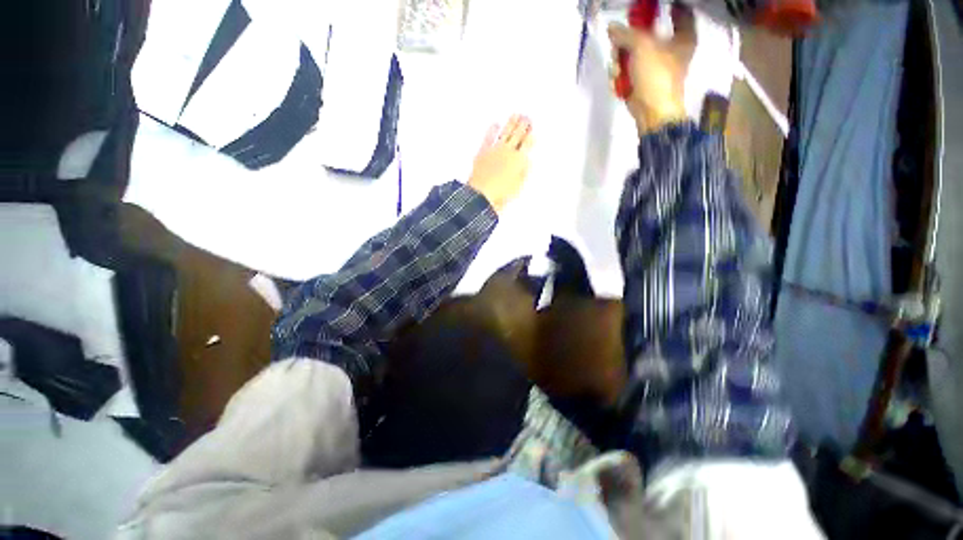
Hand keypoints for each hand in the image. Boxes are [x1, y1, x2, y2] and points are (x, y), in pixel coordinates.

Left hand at [468, 115, 533, 213]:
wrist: (481, 194)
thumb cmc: (502, 193)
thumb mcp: (518, 186)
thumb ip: (523, 172)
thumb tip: (527, 160)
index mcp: (518, 159)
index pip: (527, 144)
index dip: (530, 136)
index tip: (533, 129)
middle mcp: (508, 151)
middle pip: (517, 135)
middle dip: (523, 125)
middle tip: (527, 116)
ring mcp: (495, 149)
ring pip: (505, 133)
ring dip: (511, 123)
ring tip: (515, 115)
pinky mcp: (483, 151)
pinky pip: (489, 137)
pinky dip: (492, 130)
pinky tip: (496, 124)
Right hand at [608, 11, 694, 135]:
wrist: (652, 113)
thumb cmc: (656, 76)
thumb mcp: (642, 47)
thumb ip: (626, 34)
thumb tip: (611, 27)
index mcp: (682, 37)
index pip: (680, 12)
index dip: (667, 7)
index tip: (648, 8)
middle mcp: (670, 50)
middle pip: (644, 34)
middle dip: (626, 42)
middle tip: (618, 46)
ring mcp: (653, 67)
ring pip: (631, 55)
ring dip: (619, 63)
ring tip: (617, 72)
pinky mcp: (640, 82)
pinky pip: (627, 72)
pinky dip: (620, 78)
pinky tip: (618, 83)